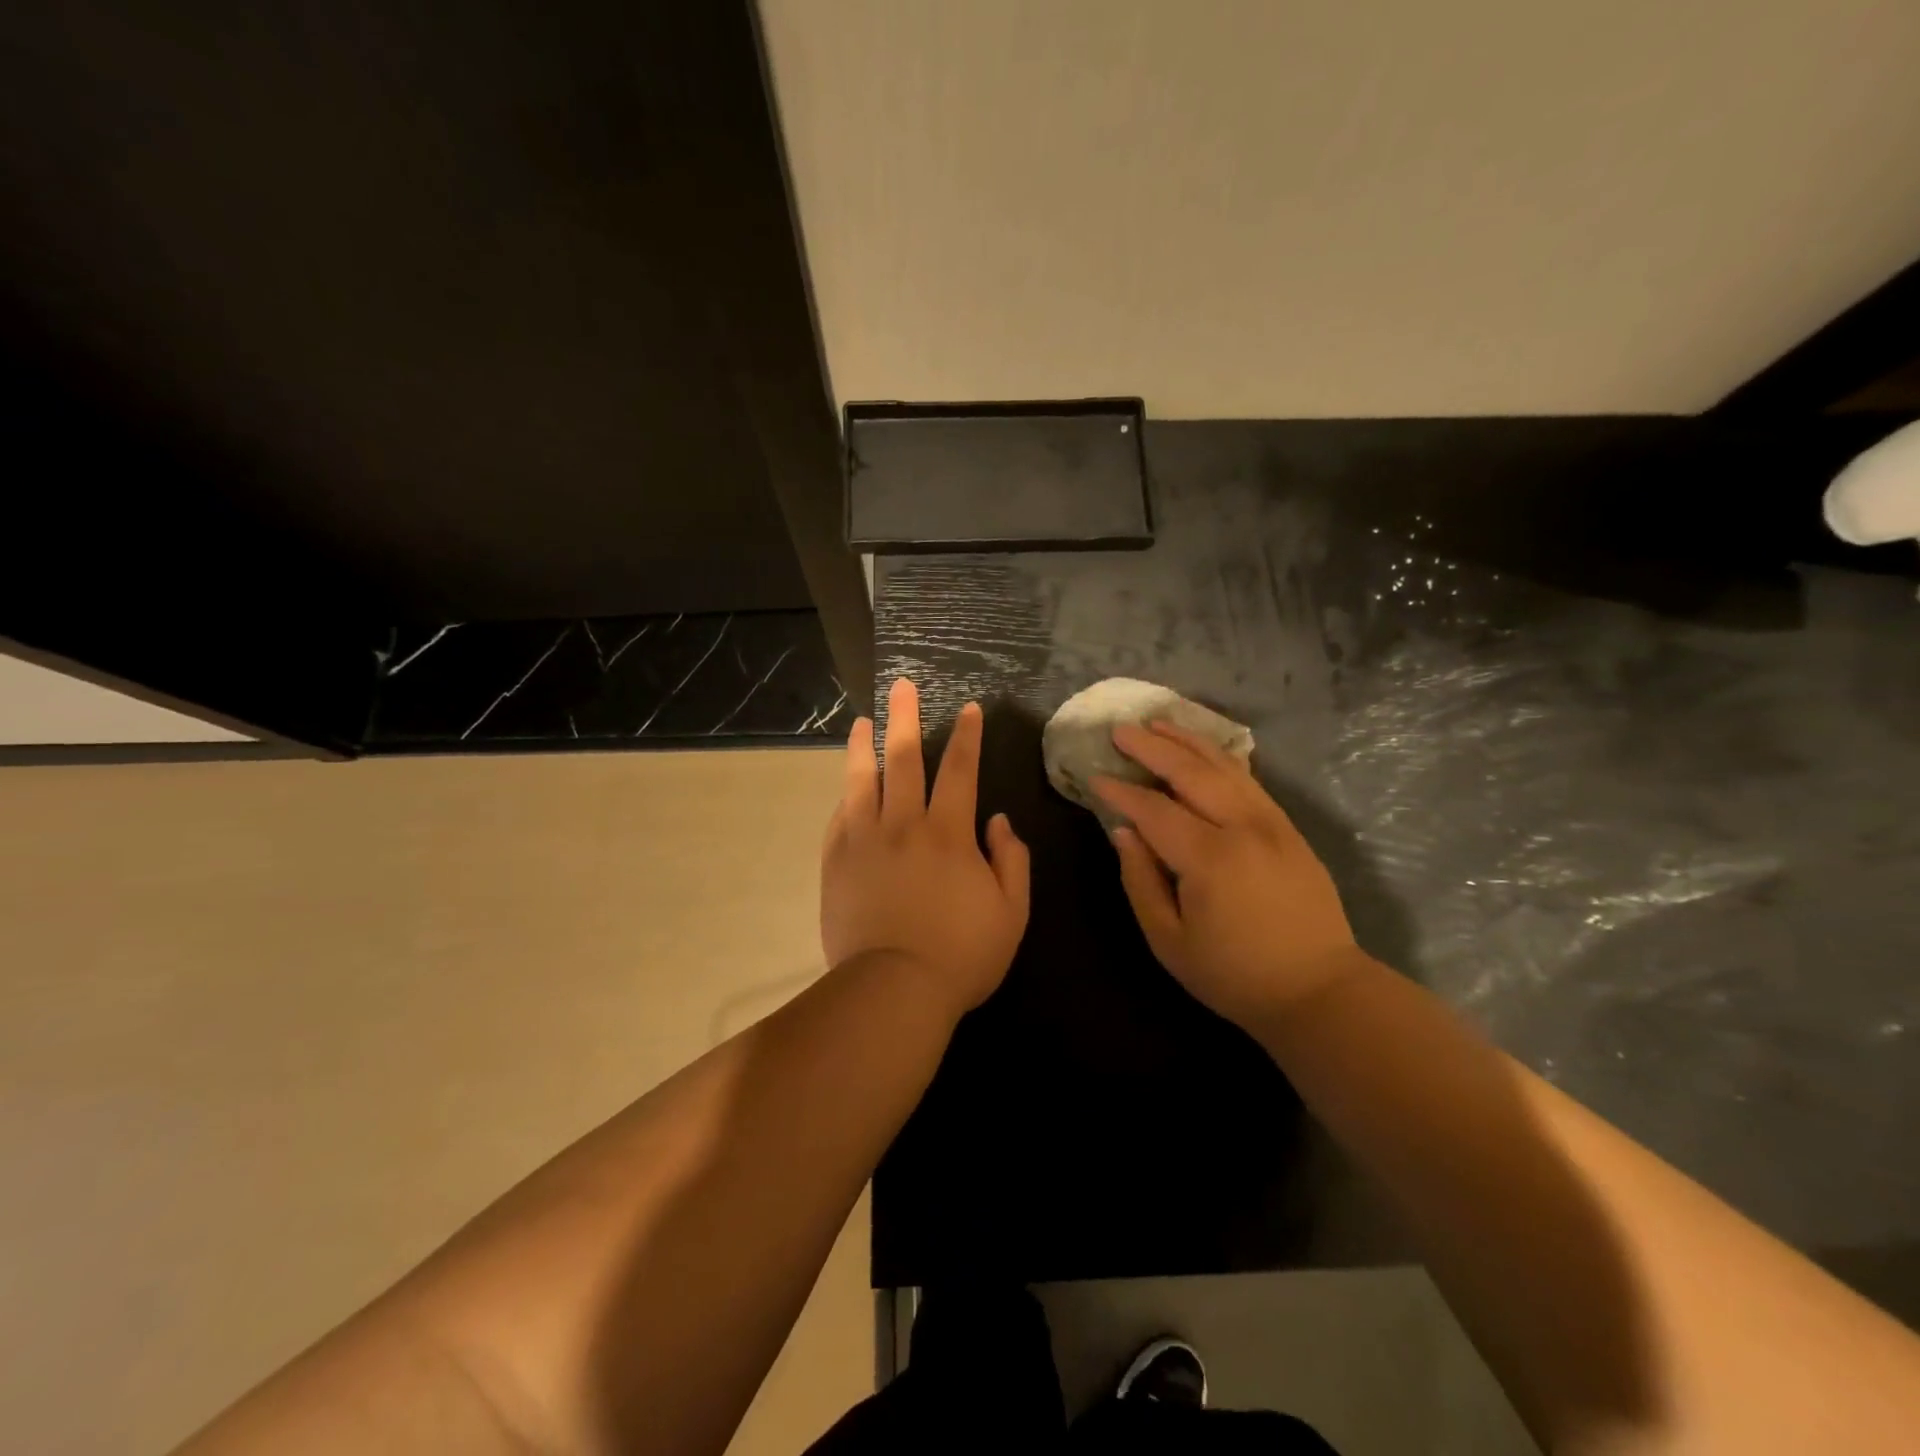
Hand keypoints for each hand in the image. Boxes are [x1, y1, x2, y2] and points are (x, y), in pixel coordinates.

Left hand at [821, 677, 1030, 1019]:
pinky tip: (847, 786)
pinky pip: (839, 817)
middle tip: (900, 686)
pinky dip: (846, 796)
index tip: (969, 709)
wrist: (893, 990)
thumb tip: (998, 821)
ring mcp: (863, 840)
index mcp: (949, 833)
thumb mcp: (1011, 913)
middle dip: (905, 717)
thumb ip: (1011, 860)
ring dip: (863, 746)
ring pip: (861, 780)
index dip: (968, 736)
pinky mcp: (836, 862)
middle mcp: (904, 824)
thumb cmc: (961, 955)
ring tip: (862, 723)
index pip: (961, 770)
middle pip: (904, 758)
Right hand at [1093, 720, 1359, 1027]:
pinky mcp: (1289, 828)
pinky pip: (1249, 780)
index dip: (1121, 792)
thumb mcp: (1170, 941)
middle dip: (1151, 747)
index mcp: (1209, 858)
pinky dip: (1221, 758)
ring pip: (1224, 766)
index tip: (1095, 777)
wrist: (1319, 990)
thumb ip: (1141, 881)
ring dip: (1187, 740)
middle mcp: (1242, 827)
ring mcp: (1272, 823)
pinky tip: (1203, 750)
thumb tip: (1124, 832)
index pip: (1154, 810)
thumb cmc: (1234, 975)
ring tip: (1157, 723)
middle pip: (1190, 772)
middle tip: (1120, 730)